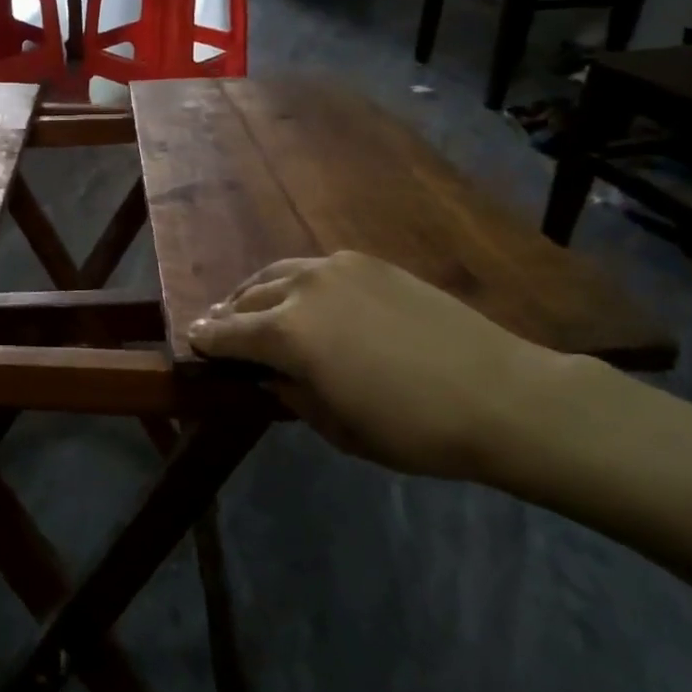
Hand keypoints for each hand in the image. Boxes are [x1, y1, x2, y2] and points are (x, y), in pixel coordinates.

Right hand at [186, 251, 581, 480]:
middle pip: (249, 296)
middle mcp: (304, 288)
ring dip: (258, 290)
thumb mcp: (339, 428)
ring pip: (280, 272)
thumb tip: (270, 375)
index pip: (229, 333)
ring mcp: (339, 268)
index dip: (205, 338)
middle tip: (215, 325)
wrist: (501, 394)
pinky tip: (303, 296)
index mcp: (288, 333)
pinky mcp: (372, 263)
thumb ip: (292, 395)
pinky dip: (295, 281)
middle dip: (228, 313)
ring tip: (250, 304)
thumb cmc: (413, 428)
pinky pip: (316, 267)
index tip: (190, 338)